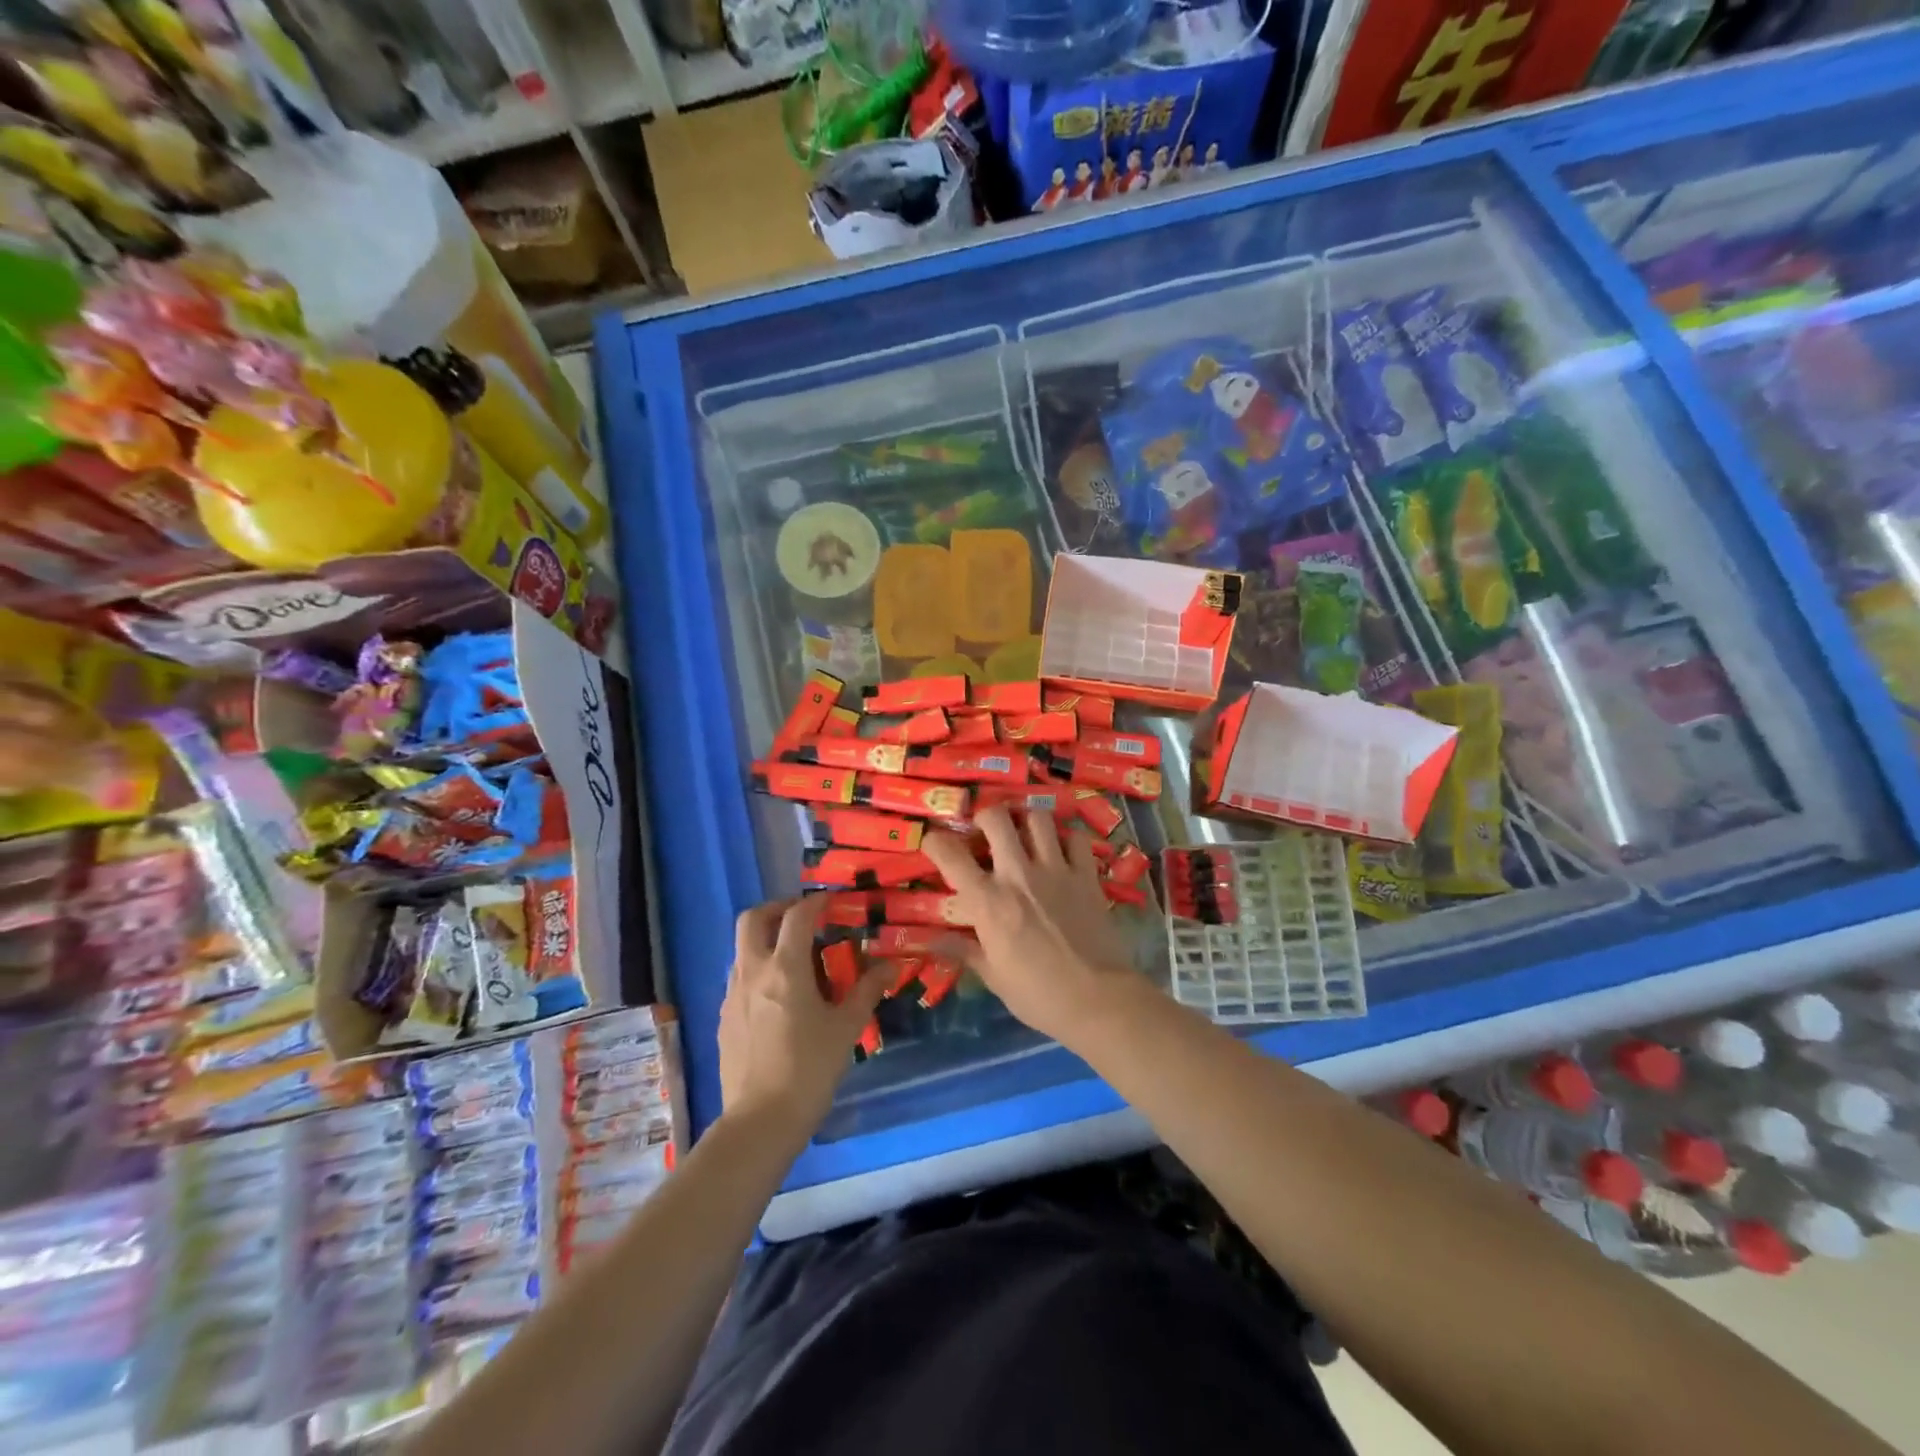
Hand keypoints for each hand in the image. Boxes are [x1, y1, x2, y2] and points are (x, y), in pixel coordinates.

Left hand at [718, 896, 888, 1145]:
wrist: (760, 1121)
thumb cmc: (810, 1069)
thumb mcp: (846, 1028)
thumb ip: (866, 990)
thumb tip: (889, 966)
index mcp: (785, 968)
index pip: (797, 916)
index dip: (816, 902)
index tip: (832, 902)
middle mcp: (753, 972)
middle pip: (752, 919)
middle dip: (777, 909)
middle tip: (802, 918)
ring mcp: (732, 995)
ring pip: (741, 948)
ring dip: (765, 939)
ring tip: (793, 958)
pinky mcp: (723, 1018)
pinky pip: (738, 978)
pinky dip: (757, 969)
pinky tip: (777, 996)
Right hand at [922, 807, 1136, 1046]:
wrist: (1098, 1000)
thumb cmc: (1039, 995)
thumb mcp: (993, 976)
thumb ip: (963, 950)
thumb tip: (929, 940)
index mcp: (988, 901)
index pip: (950, 855)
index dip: (935, 841)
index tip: (934, 843)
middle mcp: (1018, 874)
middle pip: (995, 818)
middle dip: (985, 817)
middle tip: (986, 832)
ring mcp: (1056, 870)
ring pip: (1037, 818)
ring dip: (1027, 822)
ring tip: (1026, 836)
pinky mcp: (1086, 875)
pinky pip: (1076, 837)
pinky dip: (1067, 839)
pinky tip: (1063, 853)